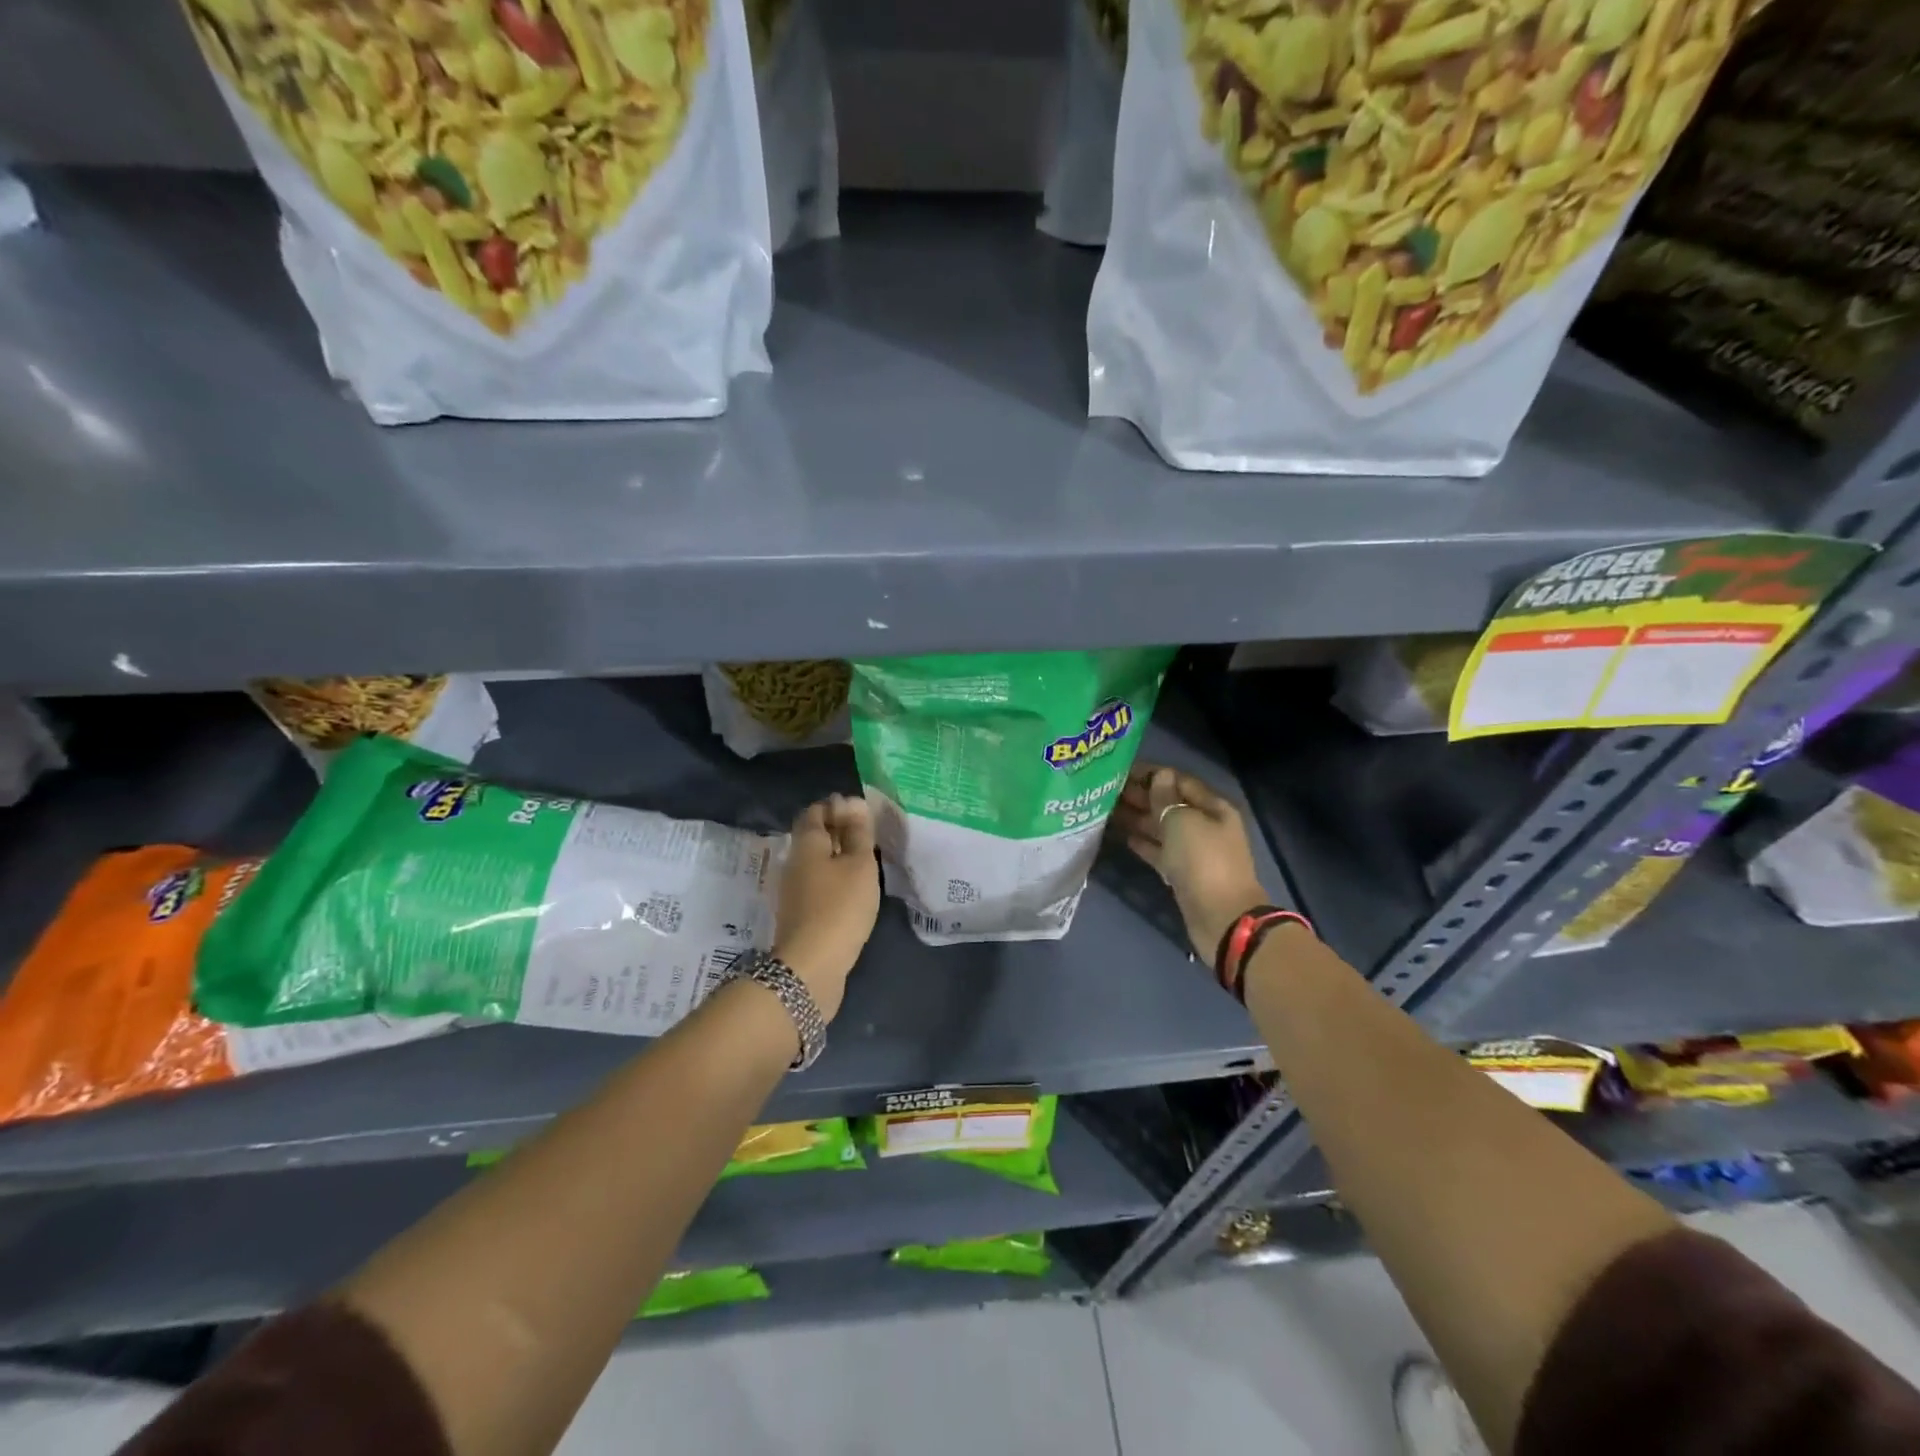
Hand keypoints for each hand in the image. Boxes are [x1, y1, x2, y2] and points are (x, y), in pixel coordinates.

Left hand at [773, 793, 880, 1020]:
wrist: (812, 967)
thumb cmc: (840, 907)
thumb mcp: (859, 864)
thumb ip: (858, 833)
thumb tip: (853, 802)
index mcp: (806, 844)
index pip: (815, 811)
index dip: (837, 806)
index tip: (863, 812)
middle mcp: (794, 862)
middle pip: (814, 836)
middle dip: (839, 831)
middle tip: (869, 835)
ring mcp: (794, 890)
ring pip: (817, 862)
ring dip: (838, 857)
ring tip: (867, 861)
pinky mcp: (800, 914)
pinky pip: (819, 884)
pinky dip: (836, 879)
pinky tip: (855, 889)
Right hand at [1111, 764, 1269, 964]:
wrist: (1220, 917)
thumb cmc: (1203, 861)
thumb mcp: (1182, 821)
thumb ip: (1166, 798)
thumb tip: (1160, 776)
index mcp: (1213, 807)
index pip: (1179, 781)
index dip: (1152, 773)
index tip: (1120, 770)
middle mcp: (1205, 825)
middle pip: (1169, 804)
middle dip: (1141, 795)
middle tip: (1106, 789)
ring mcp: (1194, 851)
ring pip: (1162, 828)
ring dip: (1137, 818)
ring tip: (1106, 809)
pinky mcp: (1182, 873)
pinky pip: (1160, 851)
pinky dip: (1143, 842)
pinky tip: (1122, 836)